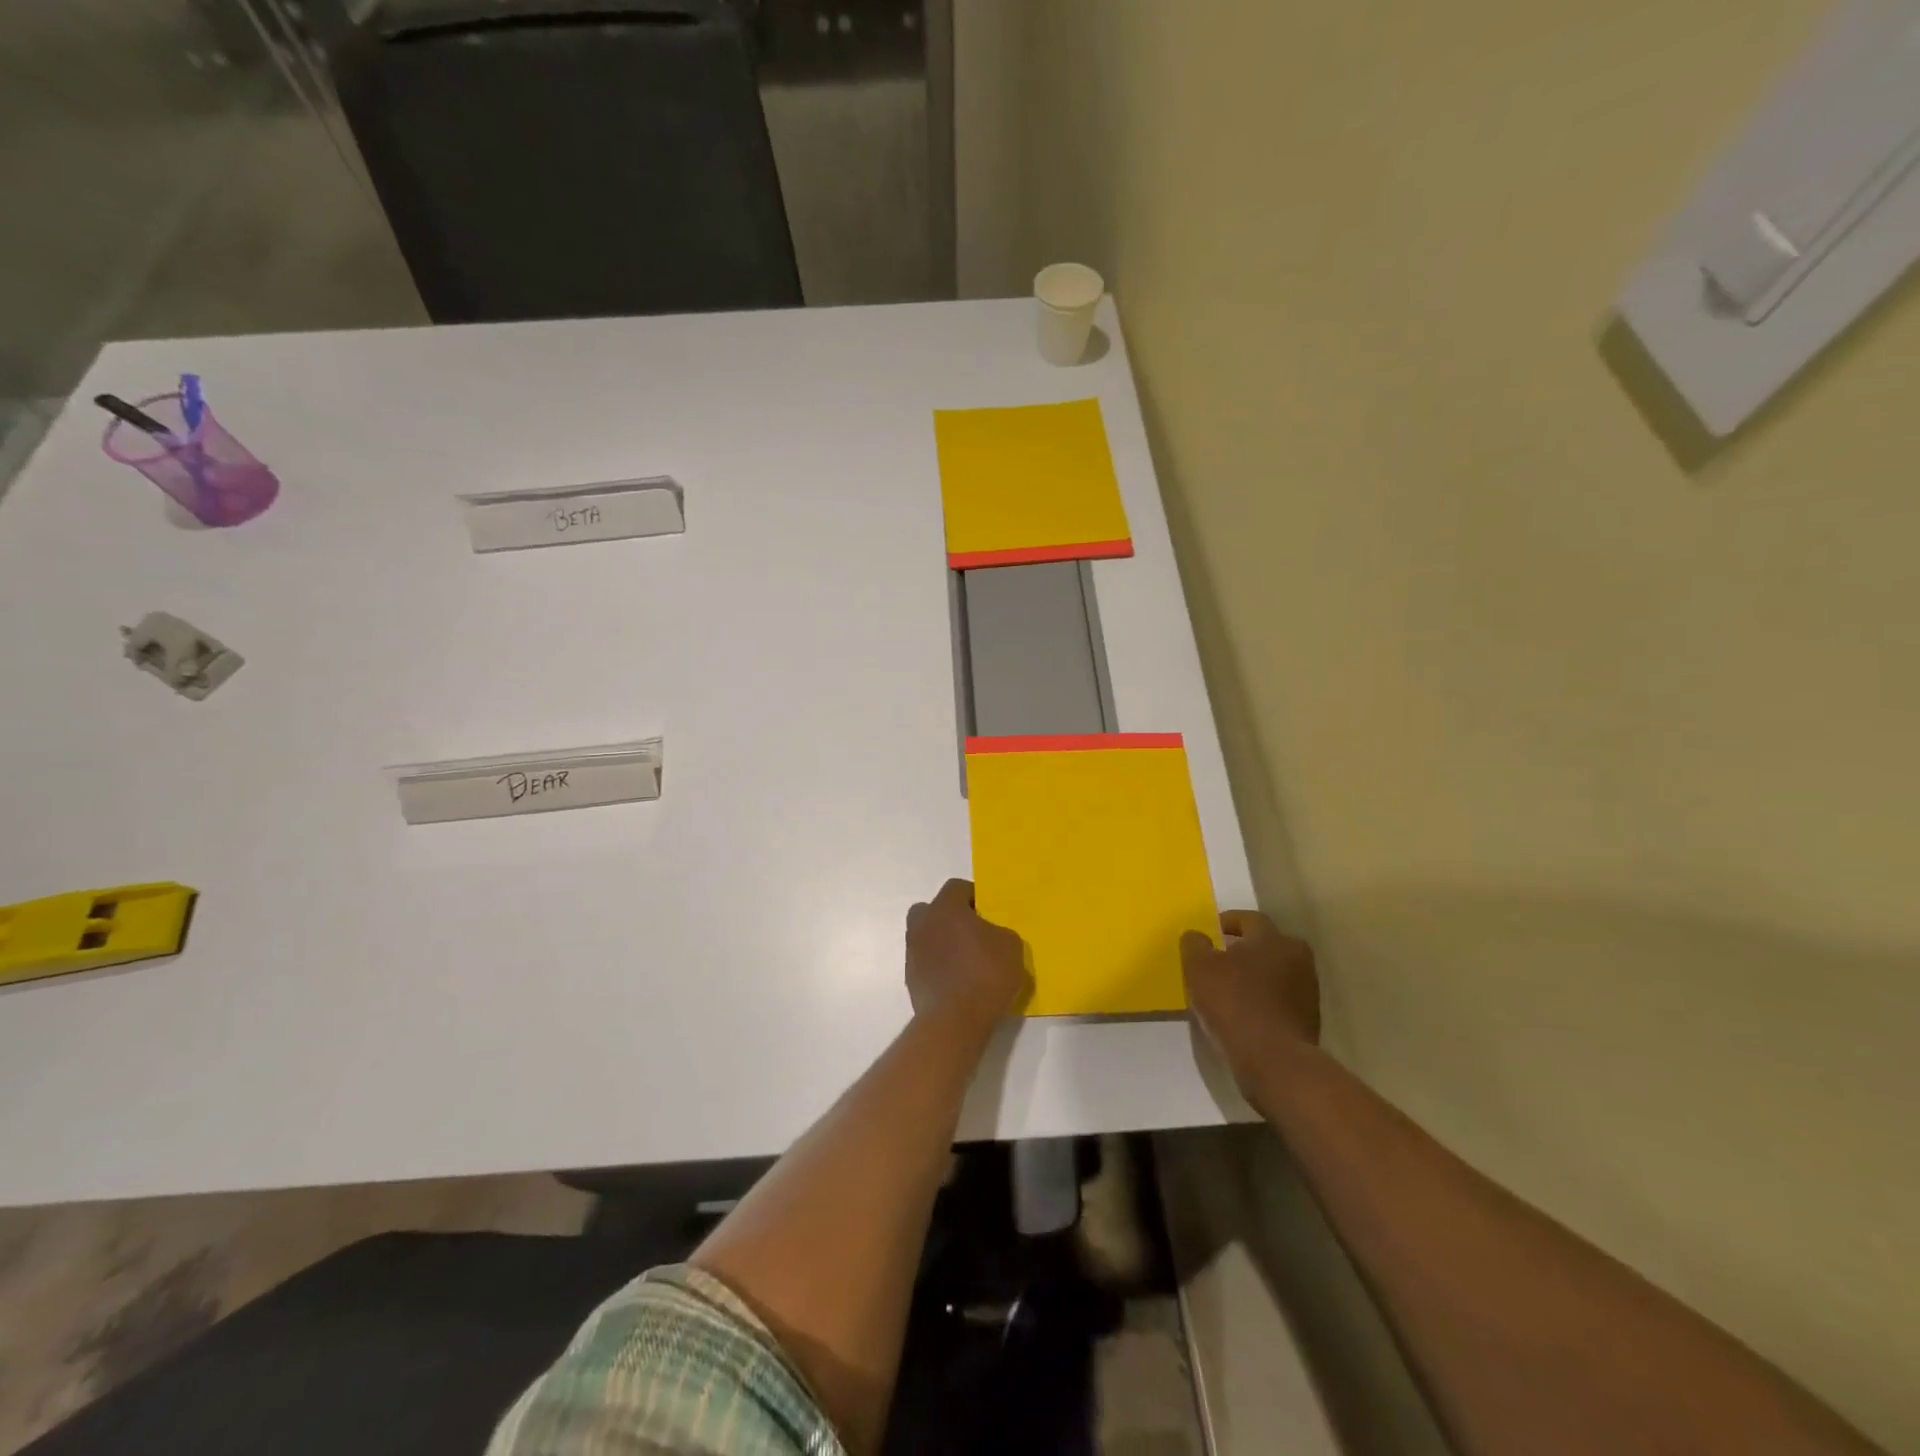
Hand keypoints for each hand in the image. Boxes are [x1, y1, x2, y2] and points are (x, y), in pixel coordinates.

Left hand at [906, 879, 1030, 1036]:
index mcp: (945, 908)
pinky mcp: (911, 977)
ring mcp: (913, 951)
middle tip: (973, 932)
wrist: (955, 1021)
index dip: (974, 896)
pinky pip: (927, 961)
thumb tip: (990, 935)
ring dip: (944, 942)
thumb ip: (999, 931)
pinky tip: (958, 981)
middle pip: (934, 909)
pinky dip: (940, 966)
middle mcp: (923, 923)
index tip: (989, 911)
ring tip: (967, 960)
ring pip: (928, 936)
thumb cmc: (985, 974)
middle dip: (951, 917)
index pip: (957, 888)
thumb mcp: (1011, 946)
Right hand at [1182, 911, 1319, 1091]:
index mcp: (1274, 938)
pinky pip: (1278, 999)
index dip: (1225, 923)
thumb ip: (1194, 944)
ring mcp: (1307, 990)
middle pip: (1264, 945)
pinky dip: (1261, 1000)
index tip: (1207, 934)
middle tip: (1216, 961)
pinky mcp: (1308, 1019)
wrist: (1274, 1061)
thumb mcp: (1199, 967)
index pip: (1248, 919)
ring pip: (1273, 973)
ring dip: (1252, 976)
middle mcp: (1297, 957)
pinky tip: (1242, 1013)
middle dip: (1240, 950)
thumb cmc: (1234, 1003)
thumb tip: (1197, 936)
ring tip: (1227, 990)